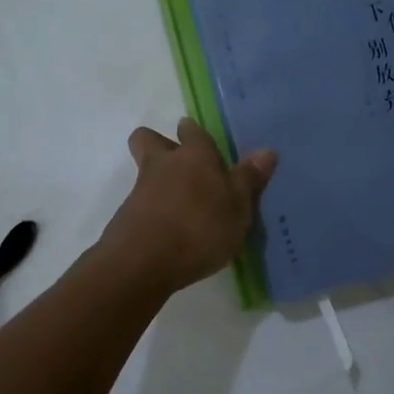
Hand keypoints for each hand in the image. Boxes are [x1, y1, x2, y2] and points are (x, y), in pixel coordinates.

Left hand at [96, 118, 276, 293]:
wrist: (143, 261)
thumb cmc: (200, 228)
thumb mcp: (237, 208)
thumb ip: (248, 180)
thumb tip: (267, 151)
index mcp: (194, 156)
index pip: (192, 131)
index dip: (194, 133)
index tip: (201, 139)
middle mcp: (163, 164)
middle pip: (149, 139)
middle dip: (160, 144)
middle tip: (180, 164)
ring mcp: (140, 190)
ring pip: (144, 171)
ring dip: (158, 182)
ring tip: (182, 208)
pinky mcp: (126, 217)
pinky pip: (140, 203)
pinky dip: (152, 211)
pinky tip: (169, 232)